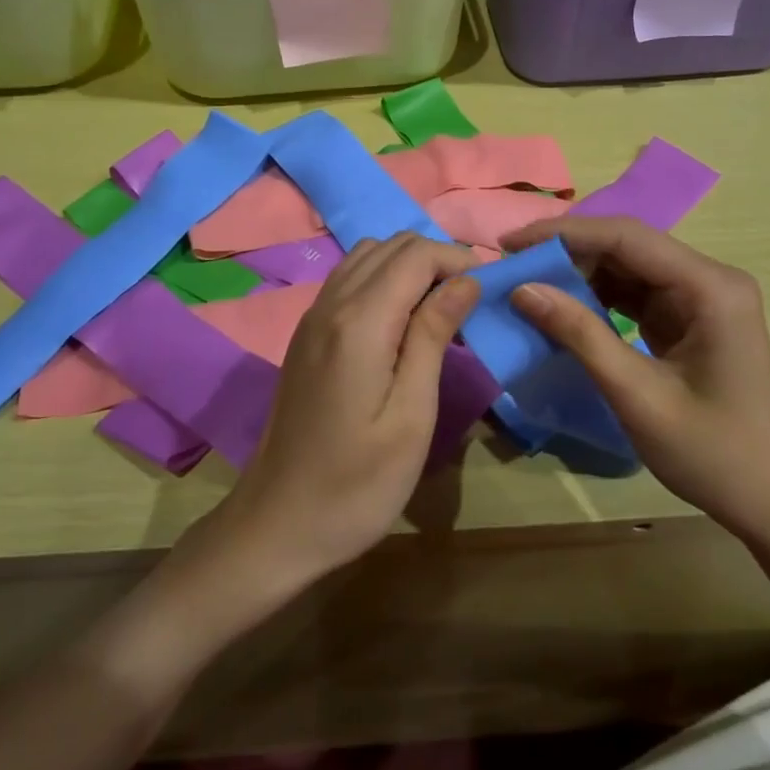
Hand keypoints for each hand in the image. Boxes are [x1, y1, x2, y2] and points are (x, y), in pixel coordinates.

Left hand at [209, 232, 481, 589]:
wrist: (278, 523)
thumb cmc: (357, 484)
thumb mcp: (411, 416)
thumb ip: (433, 337)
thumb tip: (465, 281)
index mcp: (359, 323)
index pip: (415, 255)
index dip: (458, 260)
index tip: (492, 289)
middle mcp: (330, 305)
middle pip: (390, 246)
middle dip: (437, 258)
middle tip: (472, 300)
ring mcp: (311, 318)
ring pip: (366, 257)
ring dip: (409, 266)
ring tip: (442, 307)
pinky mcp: (305, 336)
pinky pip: (348, 281)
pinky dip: (383, 280)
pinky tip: (402, 321)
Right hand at [502, 215, 769, 548]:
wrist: (768, 501)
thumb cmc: (711, 453)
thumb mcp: (637, 395)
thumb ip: (580, 335)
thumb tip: (522, 289)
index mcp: (710, 287)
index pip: (627, 238)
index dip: (565, 234)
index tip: (511, 245)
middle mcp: (708, 280)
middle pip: (627, 246)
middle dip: (567, 252)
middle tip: (511, 267)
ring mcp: (699, 298)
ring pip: (627, 267)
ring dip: (578, 274)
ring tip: (527, 284)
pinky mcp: (688, 318)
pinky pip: (633, 294)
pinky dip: (595, 298)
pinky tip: (560, 308)